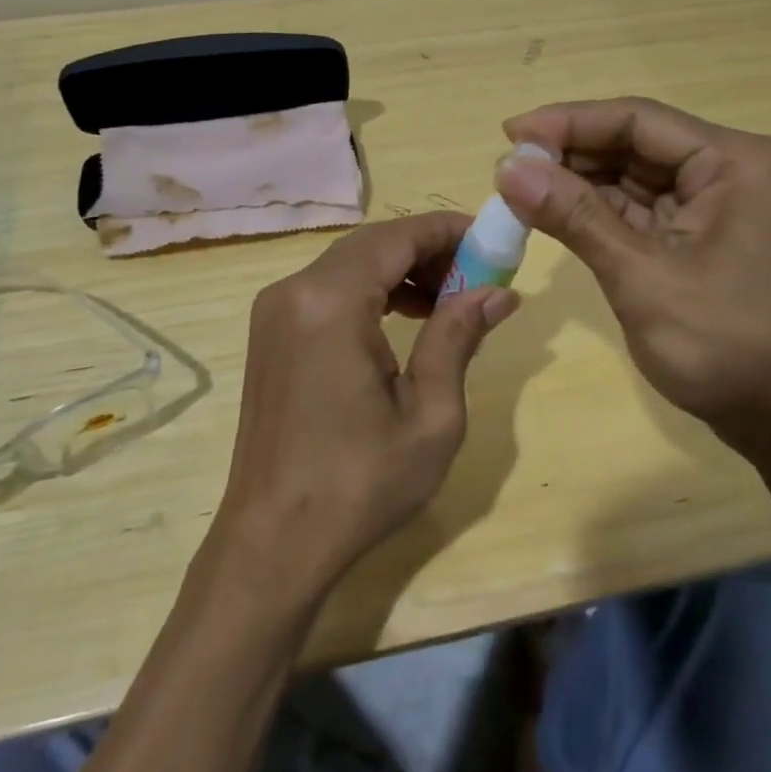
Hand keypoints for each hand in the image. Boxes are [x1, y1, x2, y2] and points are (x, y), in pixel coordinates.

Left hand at [218, 213, 518, 596]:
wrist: (273, 541)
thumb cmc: (359, 484)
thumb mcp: (430, 414)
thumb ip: (458, 337)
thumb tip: (499, 291)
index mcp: (330, 301)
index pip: (398, 236)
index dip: (448, 230)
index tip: (493, 240)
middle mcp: (294, 290)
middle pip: (372, 244)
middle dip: (428, 250)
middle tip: (478, 275)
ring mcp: (275, 311)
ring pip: (350, 264)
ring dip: (401, 270)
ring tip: (451, 299)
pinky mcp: (271, 333)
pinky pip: (329, 290)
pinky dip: (371, 291)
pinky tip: (406, 317)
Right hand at [495, 97, 770, 460]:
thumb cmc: (727, 346)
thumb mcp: (642, 277)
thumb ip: (575, 216)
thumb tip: (508, 168)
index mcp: (735, 162)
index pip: (638, 120)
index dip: (568, 122)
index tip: (509, 135)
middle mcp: (731, 169)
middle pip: (636, 143)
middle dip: (570, 155)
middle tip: (508, 169)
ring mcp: (719, 204)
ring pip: (634, 176)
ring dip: (579, 183)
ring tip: (519, 190)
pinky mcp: (704, 236)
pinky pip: (642, 209)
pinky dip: (598, 212)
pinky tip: (553, 213)